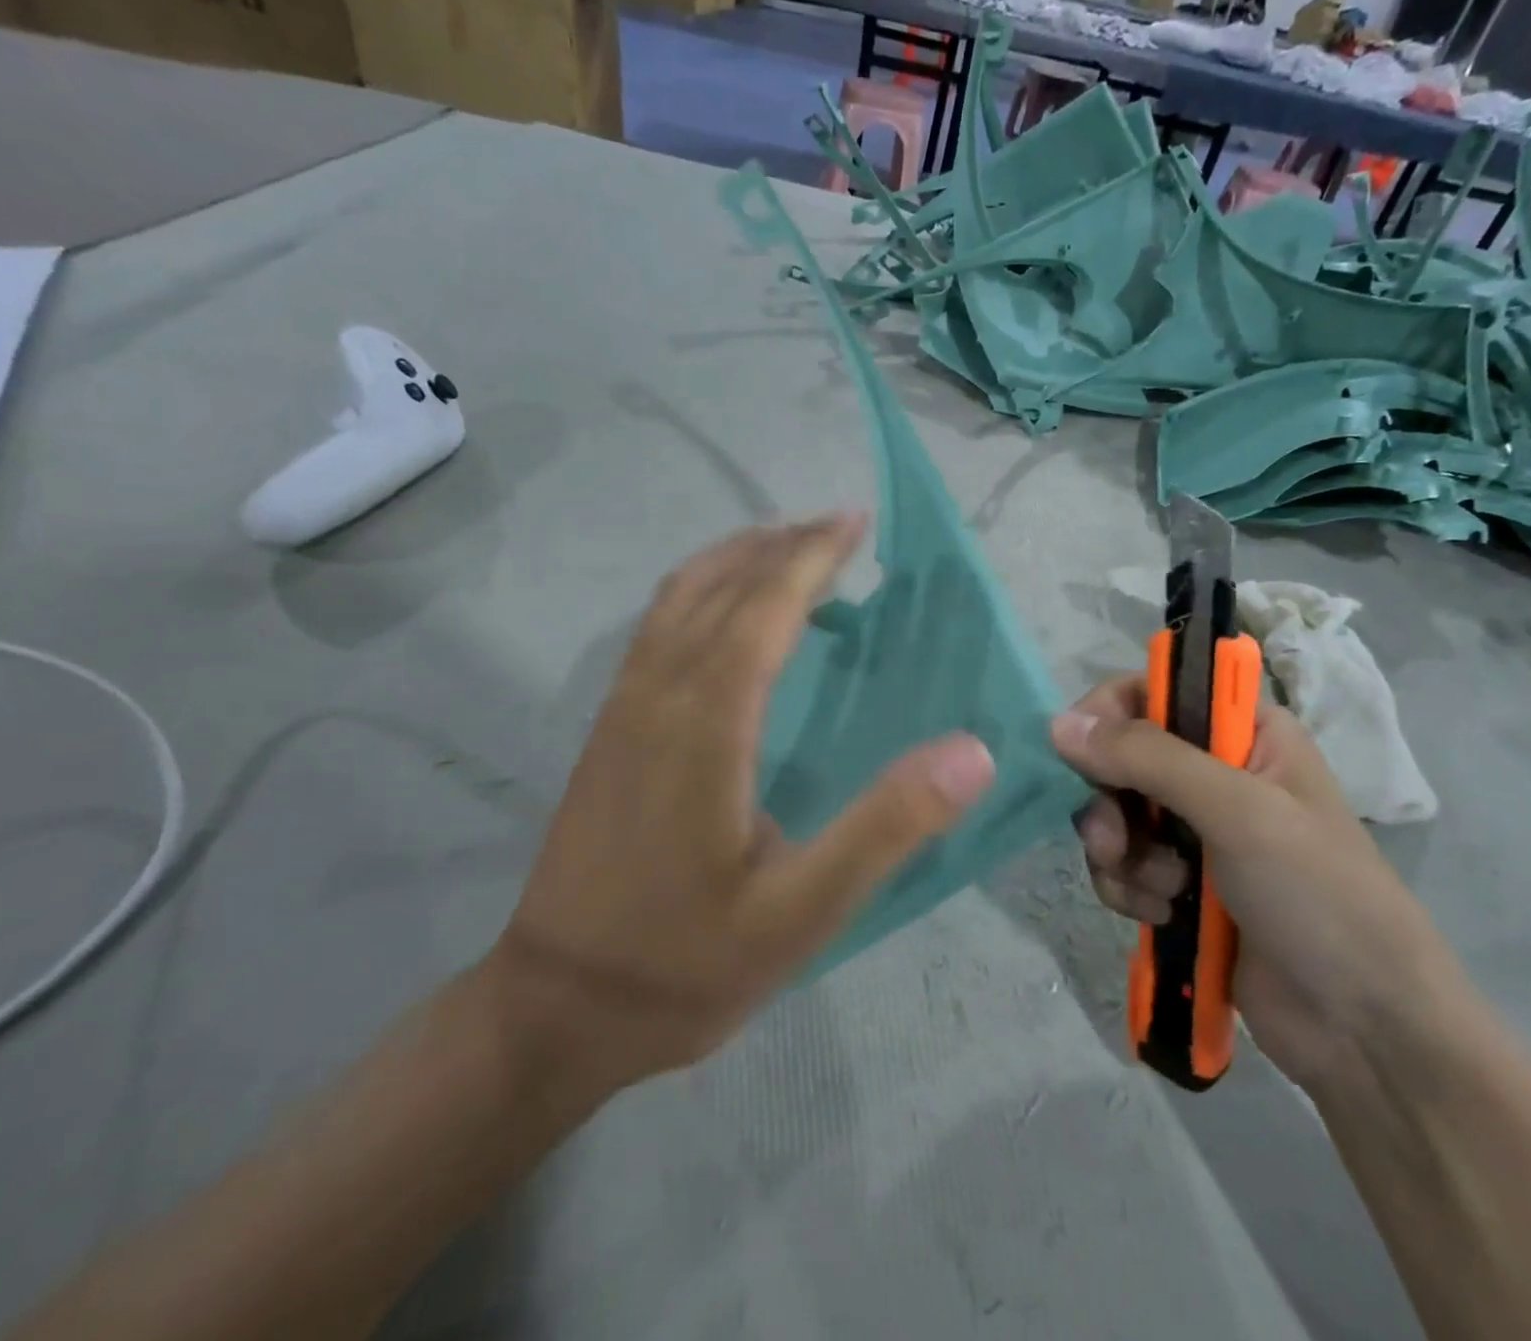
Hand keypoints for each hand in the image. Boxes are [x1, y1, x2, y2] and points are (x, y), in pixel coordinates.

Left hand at [491, 514, 995, 1105]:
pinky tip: (727, 613)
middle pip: (719, 586)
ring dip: (736, 558)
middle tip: (839, 527)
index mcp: (705, 725)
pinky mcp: (608, 729)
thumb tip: (973, 752)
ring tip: (789, 548)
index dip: (811, 556)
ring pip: (678, 597)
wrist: (557, 1008)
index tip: (854, 522)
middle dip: (781, 544)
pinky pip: (657, 627)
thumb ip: (887, 827)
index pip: (763, 608)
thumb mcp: (803, 912)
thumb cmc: (686, 964)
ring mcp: (622, 708)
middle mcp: (657, 695)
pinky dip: (700, 590)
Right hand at [1051, 678, 1462, 1092]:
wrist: (1364, 1030)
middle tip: (1115, 841)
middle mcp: (1216, 771)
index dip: (1110, 714)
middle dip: (1109, 801)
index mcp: (1246, 733)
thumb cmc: (1318, 897)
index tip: (1082, 751)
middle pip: (1122, 756)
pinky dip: (1129, 887)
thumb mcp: (1238, 812)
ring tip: (1158, 891)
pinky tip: (1162, 916)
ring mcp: (1195, 830)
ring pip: (1114, 814)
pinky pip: (1122, 864)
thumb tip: (1058, 724)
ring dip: (1120, 853)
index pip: (1154, 690)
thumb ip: (1148, 758)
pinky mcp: (1179, 882)